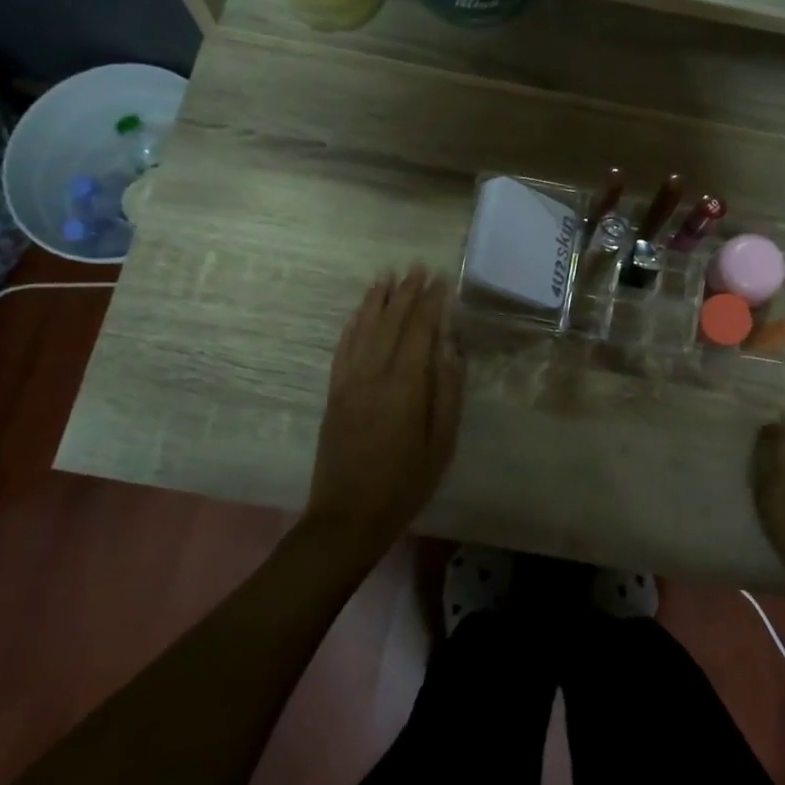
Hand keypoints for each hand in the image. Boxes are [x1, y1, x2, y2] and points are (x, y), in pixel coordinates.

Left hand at [305, 268, 464, 558]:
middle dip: (405, 293)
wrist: (349, 516)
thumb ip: (447, 391)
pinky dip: (351, 327)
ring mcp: (348, 383)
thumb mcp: (442, 442)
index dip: (429, 304)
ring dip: (375, 301)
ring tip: (386, 277)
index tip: (439, 281)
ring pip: (362, 330)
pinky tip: (358, 314)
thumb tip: (450, 347)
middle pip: (390, 323)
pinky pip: (342, 350)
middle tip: (416, 268)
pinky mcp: (333, 394)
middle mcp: (373, 375)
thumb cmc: (406, 482)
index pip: (418, 332)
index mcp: (404, 386)